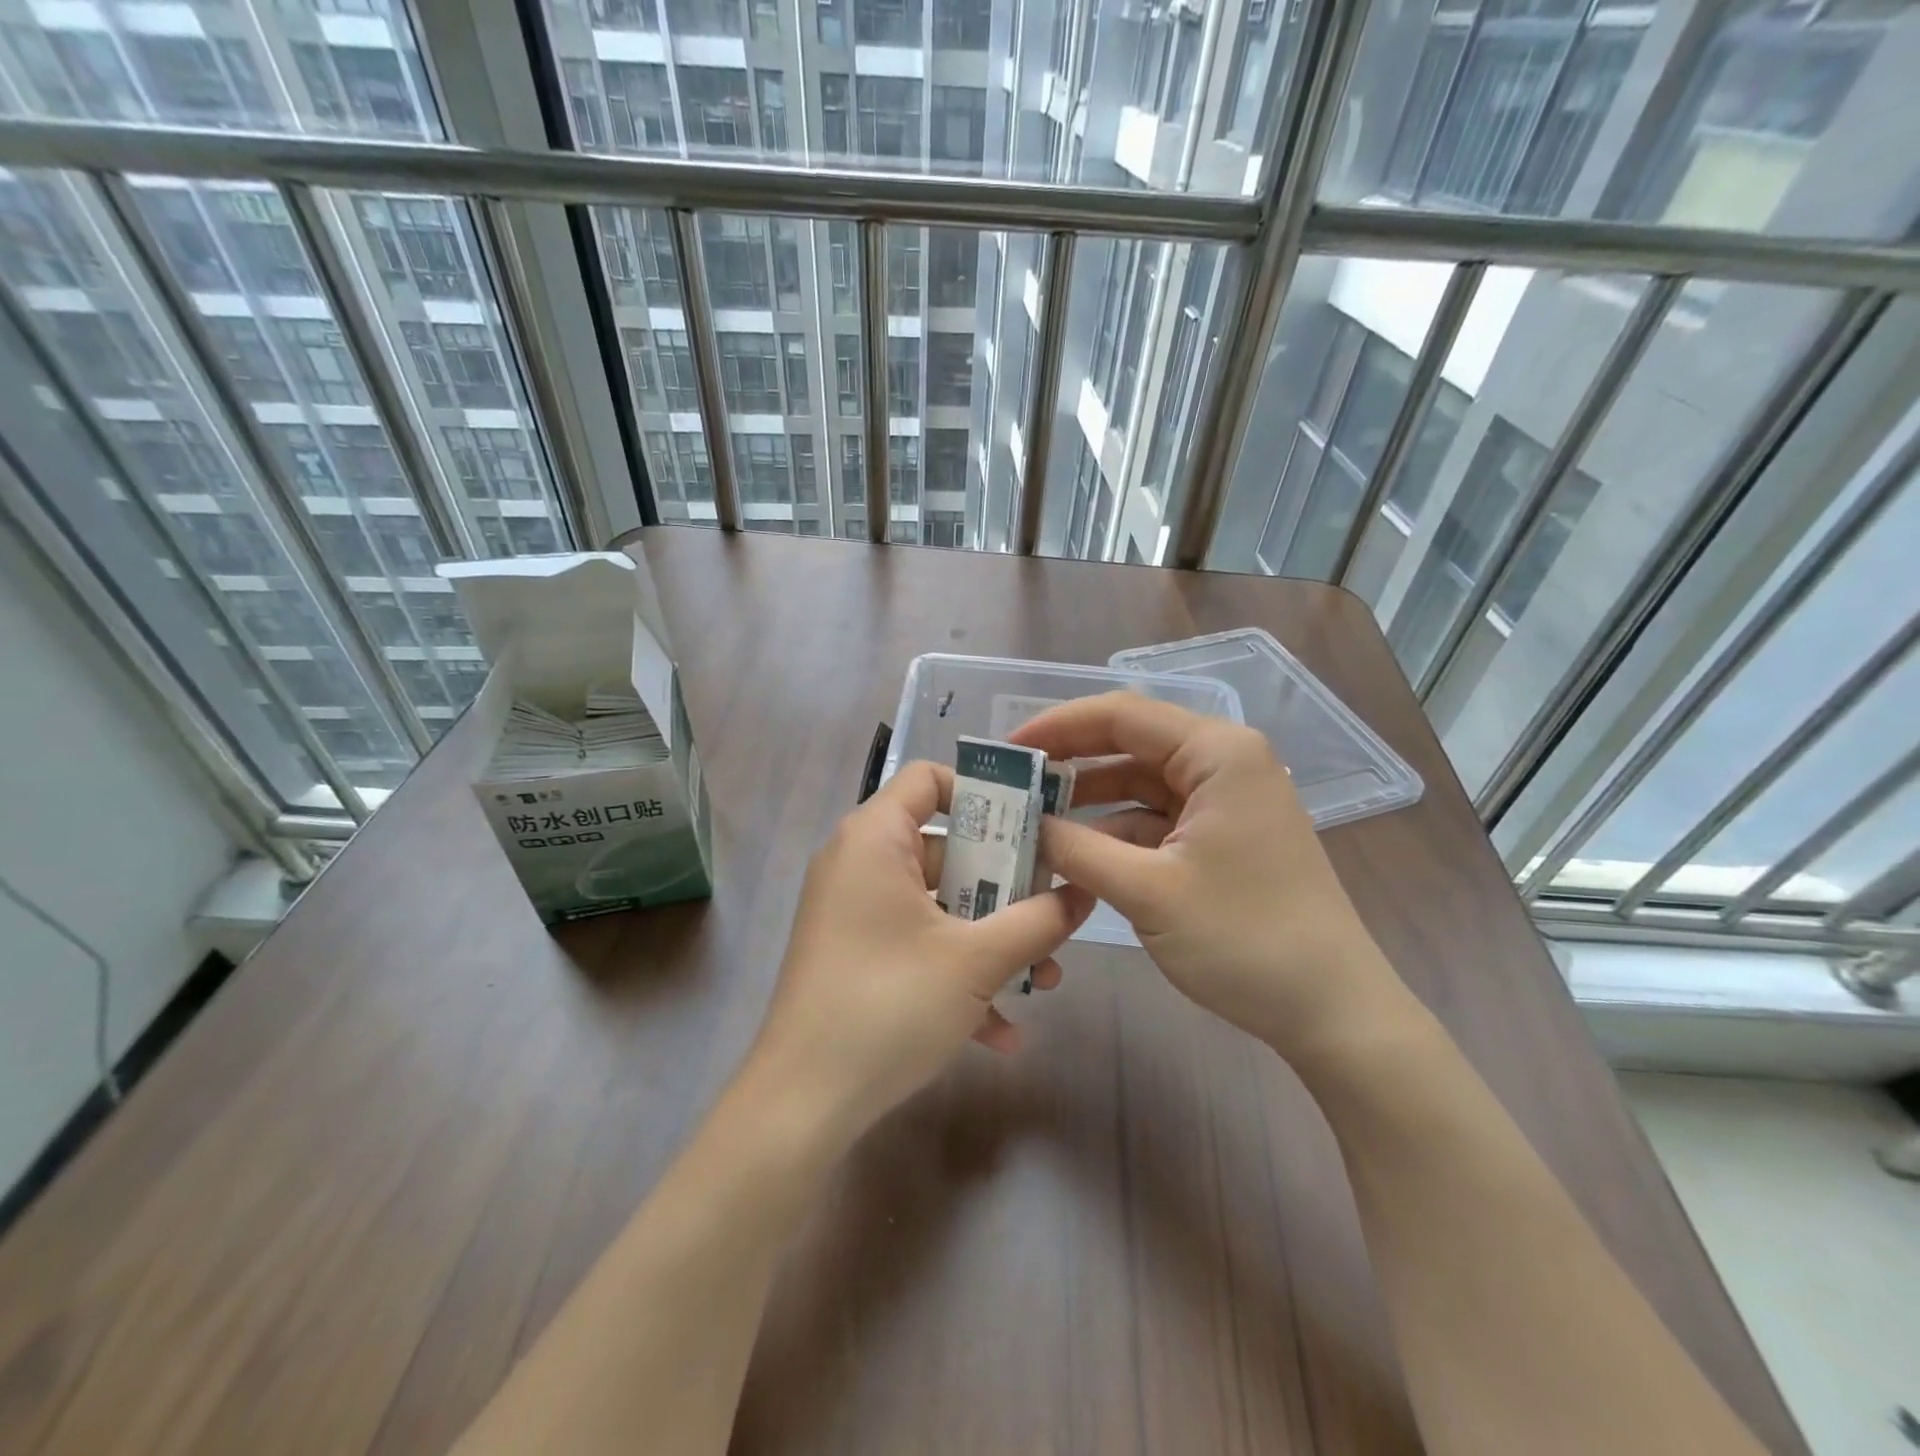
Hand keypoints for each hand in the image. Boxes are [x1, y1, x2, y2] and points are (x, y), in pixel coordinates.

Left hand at [746, 761, 1094, 1145]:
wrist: (802, 1103)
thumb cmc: (890, 1005)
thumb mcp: (977, 960)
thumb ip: (1038, 919)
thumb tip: (1083, 892)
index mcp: (875, 839)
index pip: (928, 778)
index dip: (982, 793)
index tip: (1031, 826)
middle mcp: (859, 863)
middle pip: (945, 846)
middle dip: (1005, 884)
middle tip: (1051, 910)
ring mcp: (854, 913)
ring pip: (937, 904)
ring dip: (990, 938)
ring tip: (1045, 980)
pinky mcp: (854, 957)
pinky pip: (914, 945)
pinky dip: (955, 973)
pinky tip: (1000, 1032)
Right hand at [1012, 693, 1406, 1062]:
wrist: (1331, 1011)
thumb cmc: (1245, 940)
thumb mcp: (1147, 891)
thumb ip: (1077, 849)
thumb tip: (1025, 826)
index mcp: (1217, 753)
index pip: (1121, 715)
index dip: (1058, 726)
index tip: (1006, 750)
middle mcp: (1225, 762)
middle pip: (1131, 744)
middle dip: (1071, 763)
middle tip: (1013, 785)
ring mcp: (1227, 801)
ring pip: (1141, 783)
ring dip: (1090, 802)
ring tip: (1033, 820)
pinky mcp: (1224, 836)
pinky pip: (1158, 819)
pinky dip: (1117, 833)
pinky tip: (1077, 855)